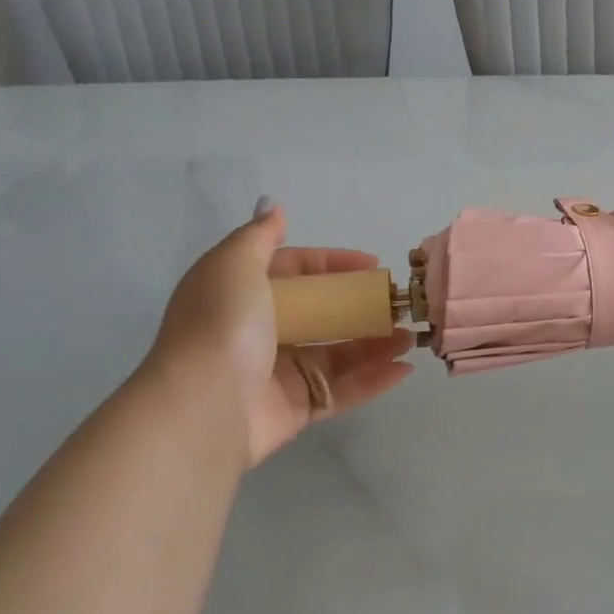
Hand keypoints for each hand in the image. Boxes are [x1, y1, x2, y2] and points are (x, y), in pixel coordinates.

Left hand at [145, 202, 414, 466]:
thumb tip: (273, 205)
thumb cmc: (223, 324)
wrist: (204, 405)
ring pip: (338, 352)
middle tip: (397, 303)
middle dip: (361, 306)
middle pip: (321, 313)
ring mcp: (280, 372)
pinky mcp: (297, 408)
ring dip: (376, 343)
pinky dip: (374, 380)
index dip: (334, 264)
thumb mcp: (235, 264)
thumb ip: (259, 235)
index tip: (373, 265)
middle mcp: (260, 331)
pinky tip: (404, 368)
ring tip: (409, 336)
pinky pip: (343, 390)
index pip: (295, 271)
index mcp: (243, 295)